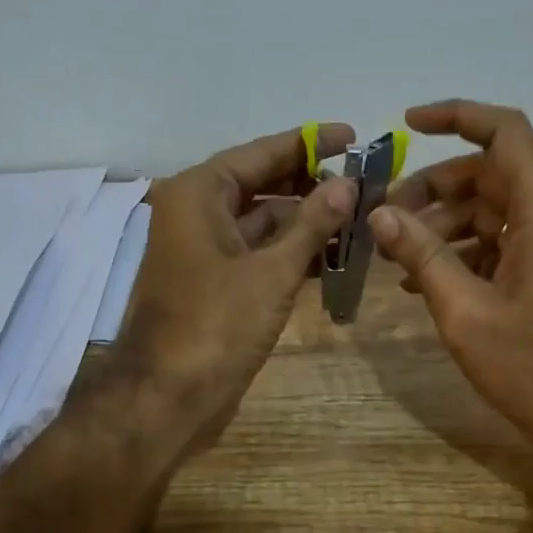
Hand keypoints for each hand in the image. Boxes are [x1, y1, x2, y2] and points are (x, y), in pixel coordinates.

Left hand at [121, 123, 356, 456]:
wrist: (168, 397)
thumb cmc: (216, 325)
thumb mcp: (272, 271)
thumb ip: (312, 224)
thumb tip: (348, 184)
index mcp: (198, 194)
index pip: (261, 152)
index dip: (309, 143)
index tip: (353, 135)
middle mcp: (196, 213)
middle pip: (261, 184)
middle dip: (312, 184)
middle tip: (364, 182)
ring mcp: (204, 251)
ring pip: (262, 222)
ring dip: (306, 221)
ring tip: (359, 217)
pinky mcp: (215, 284)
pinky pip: (258, 254)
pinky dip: (291, 253)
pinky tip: (333, 257)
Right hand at [370, 100, 532, 478]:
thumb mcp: (465, 312)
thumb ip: (423, 256)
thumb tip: (380, 214)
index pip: (506, 134)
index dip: (458, 116)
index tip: (407, 124)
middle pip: (490, 173)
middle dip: (433, 186)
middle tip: (385, 215)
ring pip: (490, 209)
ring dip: (442, 222)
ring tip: (395, 253)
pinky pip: (498, 242)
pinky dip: (460, 250)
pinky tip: (420, 279)